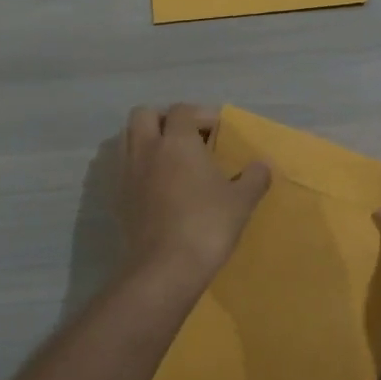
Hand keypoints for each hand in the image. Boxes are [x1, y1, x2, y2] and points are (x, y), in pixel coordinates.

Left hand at [117, 104, 270, 297]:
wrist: (165, 269)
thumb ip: (254, 178)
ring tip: (171, 160)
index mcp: (177, 141)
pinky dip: (139, 168)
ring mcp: (127, 174)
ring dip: (147, 141)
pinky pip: (124, 169)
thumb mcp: (241, 201)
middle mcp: (146, 149)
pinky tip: (158, 187)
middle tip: (187, 138)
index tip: (219, 132)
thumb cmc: (207, 225)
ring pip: (128, 139)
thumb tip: (262, 165)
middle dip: (164, 119)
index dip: (201, 115)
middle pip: (145, 115)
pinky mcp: (118, 199)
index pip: (183, 110)